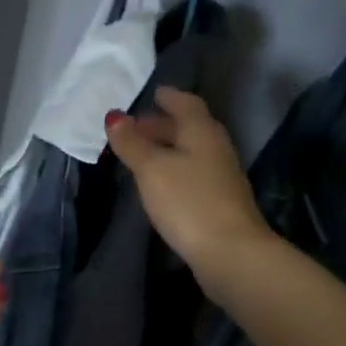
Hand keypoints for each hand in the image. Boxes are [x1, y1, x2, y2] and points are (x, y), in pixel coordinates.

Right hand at [105, 88, 271, 277]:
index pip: (186, 104)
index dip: (169, 97)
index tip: (154, 94)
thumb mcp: (152, 169)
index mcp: (202, 131)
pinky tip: (161, 184)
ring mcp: (222, 176)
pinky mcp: (220, 202)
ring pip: (192, 152)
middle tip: (137, 127)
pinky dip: (176, 170)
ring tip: (143, 156)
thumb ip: (132, 143)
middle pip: (190, 128)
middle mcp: (216, 148)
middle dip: (164, 124)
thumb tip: (115, 116)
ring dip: (169, 149)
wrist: (230, 251)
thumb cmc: (188, 201)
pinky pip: (194, 174)